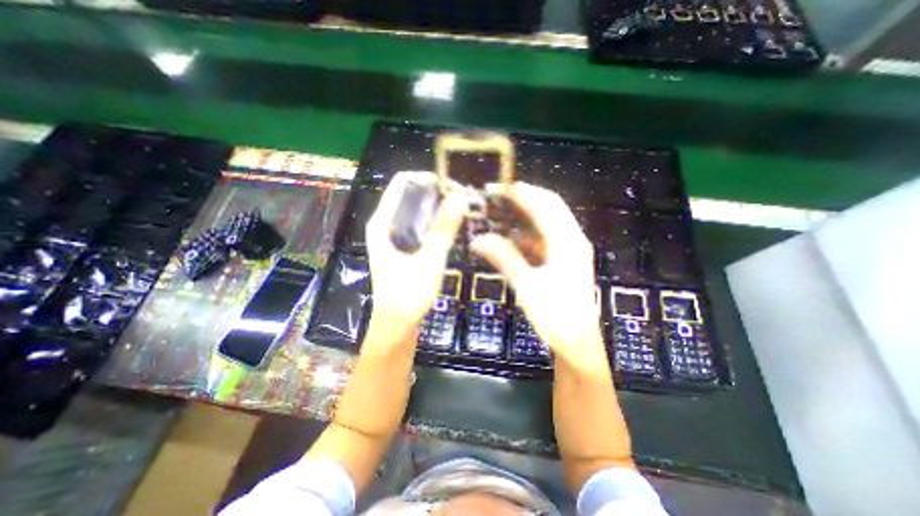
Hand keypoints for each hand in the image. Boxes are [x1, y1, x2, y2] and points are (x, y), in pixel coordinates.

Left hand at [364, 172, 467, 339]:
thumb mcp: (428, 261)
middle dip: (437, 193)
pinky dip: (436, 221)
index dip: (428, 179)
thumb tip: (459, 198)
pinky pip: (420, 224)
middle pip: (411, 194)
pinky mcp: (404, 247)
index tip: (453, 187)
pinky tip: (453, 225)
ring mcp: (394, 236)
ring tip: (463, 210)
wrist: (397, 326)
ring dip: (439, 206)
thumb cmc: (408, 296)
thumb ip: (443, 229)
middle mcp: (385, 224)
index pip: (402, 183)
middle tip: (464, 200)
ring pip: (417, 209)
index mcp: (382, 223)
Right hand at [470, 184, 608, 369]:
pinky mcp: (563, 261)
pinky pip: (543, 240)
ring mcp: (569, 251)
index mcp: (568, 242)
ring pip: (545, 224)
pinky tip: (509, 239)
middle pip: (549, 208)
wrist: (576, 344)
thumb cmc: (555, 316)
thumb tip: (478, 239)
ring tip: (499, 214)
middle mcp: (572, 240)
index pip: (545, 205)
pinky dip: (526, 236)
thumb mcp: (526, 285)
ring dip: (523, 217)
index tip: (498, 187)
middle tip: (496, 196)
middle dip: (523, 199)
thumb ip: (504, 258)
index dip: (522, 193)